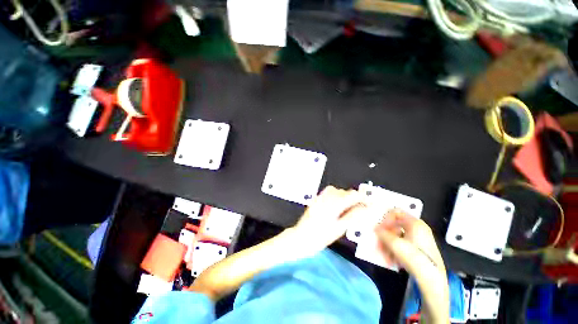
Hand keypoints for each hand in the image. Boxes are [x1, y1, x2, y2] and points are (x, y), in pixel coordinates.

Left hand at [287, 186, 364, 258]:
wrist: (301, 238)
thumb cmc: (319, 237)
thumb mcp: (338, 229)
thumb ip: (352, 216)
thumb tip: (364, 208)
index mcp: (332, 205)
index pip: (352, 195)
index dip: (362, 198)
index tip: (369, 204)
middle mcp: (325, 198)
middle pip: (344, 192)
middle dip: (354, 198)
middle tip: (360, 209)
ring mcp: (319, 198)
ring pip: (336, 190)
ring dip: (344, 196)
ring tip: (348, 207)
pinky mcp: (315, 200)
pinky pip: (328, 192)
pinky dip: (335, 196)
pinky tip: (336, 205)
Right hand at [375, 210, 448, 323]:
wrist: (433, 281)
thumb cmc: (414, 258)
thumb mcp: (394, 243)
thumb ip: (382, 233)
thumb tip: (376, 228)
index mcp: (415, 223)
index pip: (395, 212)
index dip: (385, 219)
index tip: (380, 230)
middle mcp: (418, 228)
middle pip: (395, 226)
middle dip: (385, 235)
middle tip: (378, 244)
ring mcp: (420, 239)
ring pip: (398, 236)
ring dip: (388, 244)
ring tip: (384, 255)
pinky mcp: (420, 249)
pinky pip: (403, 245)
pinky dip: (395, 250)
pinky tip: (392, 259)